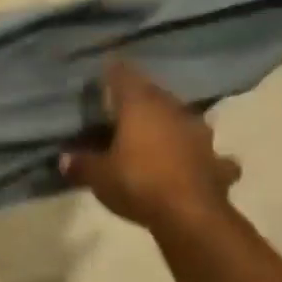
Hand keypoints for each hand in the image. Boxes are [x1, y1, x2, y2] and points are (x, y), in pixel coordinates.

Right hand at [60, 58, 240, 233]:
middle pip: (155, 95)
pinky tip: (195, 164)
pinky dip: (198, 157)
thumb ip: (81, 164)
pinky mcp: (217, 162)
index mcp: (141, 106)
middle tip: (124, 105)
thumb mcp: (97, 176)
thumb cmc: (137, 183)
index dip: (113, 70)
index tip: (106, 65)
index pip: (124, 76)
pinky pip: (207, 154)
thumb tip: (65, 159)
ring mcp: (200, 135)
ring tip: (158, 133)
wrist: (190, 215)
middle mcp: (173, 112)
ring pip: (183, 119)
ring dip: (170, 124)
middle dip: (140, 98)